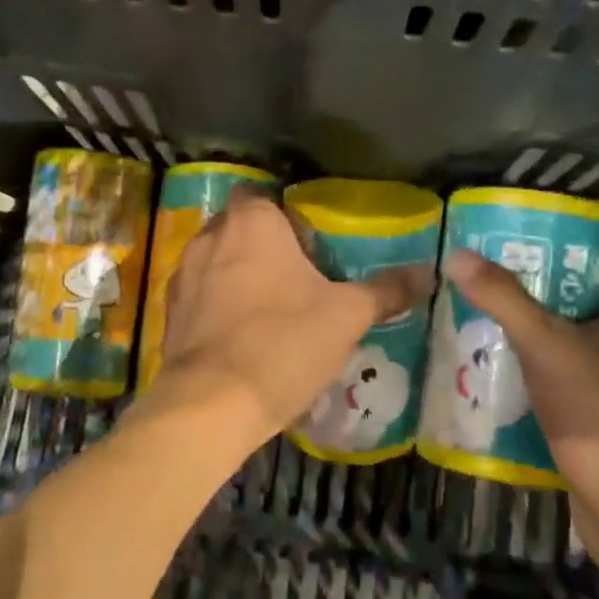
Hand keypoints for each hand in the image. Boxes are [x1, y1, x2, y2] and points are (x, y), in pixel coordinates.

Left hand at [156, 190, 433, 450]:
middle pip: (237, 226)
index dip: (283, 215)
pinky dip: (216, 306)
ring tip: (269, 308)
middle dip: (262, 245)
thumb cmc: (283, 343)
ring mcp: (182, 276)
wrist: (212, 404)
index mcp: (251, 223)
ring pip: (215, 261)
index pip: (261, 194)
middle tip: (295, 277)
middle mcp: (209, 238)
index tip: (307, 244)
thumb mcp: (346, 316)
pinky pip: (199, 296)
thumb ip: (385, 290)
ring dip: (236, 275)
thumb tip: (429, 272)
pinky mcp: (169, 314)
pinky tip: (240, 336)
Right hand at [443, 251, 598, 562]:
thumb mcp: (545, 343)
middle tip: (493, 291)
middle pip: (592, 311)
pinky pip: (578, 395)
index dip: (568, 256)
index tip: (522, 251)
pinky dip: (548, 387)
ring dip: (543, 347)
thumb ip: (503, 298)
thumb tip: (458, 255)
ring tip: (490, 334)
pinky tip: (507, 387)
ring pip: (583, 355)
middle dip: (544, 302)